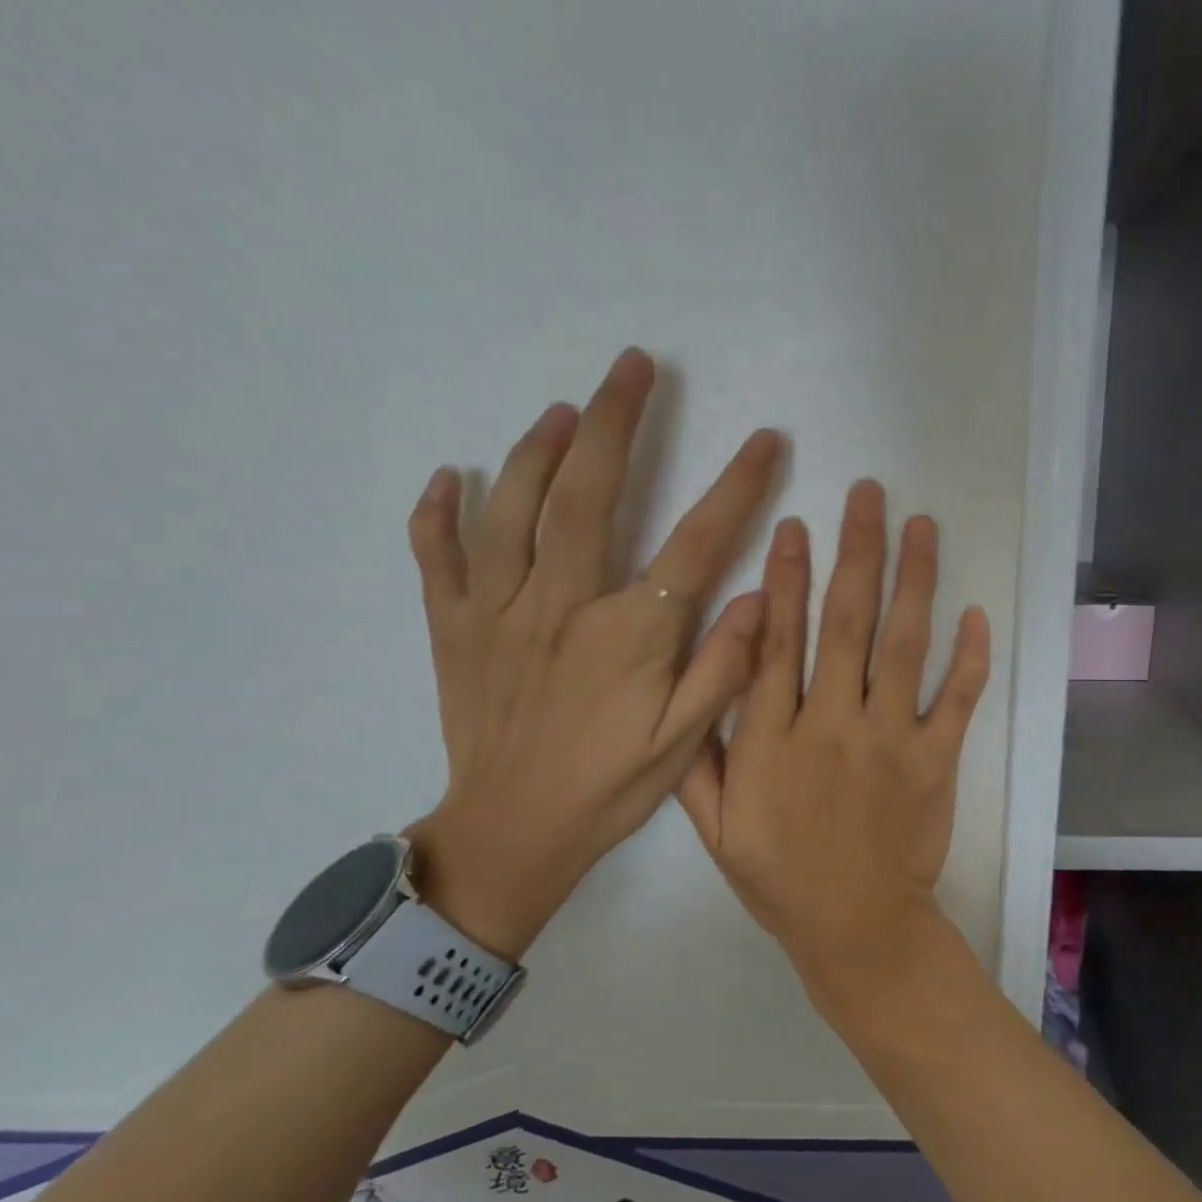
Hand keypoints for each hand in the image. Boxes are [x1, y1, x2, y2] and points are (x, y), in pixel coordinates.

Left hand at [402, 349, 781, 958]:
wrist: (510, 836)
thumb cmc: (606, 790)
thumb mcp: (683, 745)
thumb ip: (723, 669)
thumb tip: (758, 597)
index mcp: (628, 635)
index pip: (694, 541)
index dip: (735, 486)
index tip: (765, 439)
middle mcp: (561, 605)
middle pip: (587, 492)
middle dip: (615, 420)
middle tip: (634, 365)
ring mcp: (498, 611)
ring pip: (511, 507)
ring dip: (537, 447)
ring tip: (563, 408)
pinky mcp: (454, 628)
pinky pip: (436, 556)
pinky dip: (438, 512)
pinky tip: (451, 476)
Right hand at [677, 480, 990, 1022]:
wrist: (857, 930)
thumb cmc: (782, 880)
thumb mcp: (715, 830)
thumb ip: (700, 759)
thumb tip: (697, 686)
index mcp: (773, 740)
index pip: (776, 643)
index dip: (783, 580)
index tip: (794, 527)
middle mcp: (832, 725)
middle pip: (845, 623)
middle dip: (855, 552)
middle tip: (868, 494)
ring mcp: (892, 740)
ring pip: (903, 645)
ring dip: (913, 579)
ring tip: (921, 525)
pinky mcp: (937, 762)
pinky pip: (958, 700)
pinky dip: (970, 657)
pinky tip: (974, 611)